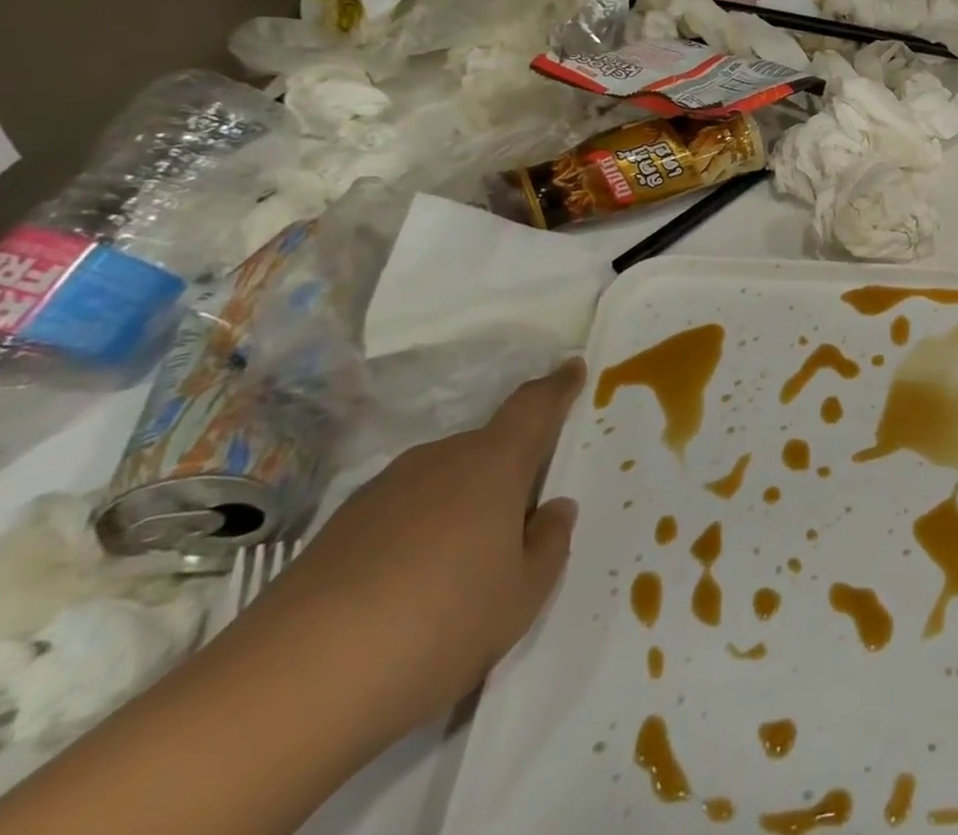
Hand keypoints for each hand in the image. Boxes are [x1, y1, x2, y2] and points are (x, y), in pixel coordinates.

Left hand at [226, 359, 585, 745]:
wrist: (286, 691)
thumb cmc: (438, 625)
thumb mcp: (523, 595)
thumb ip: (550, 543)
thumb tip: (552, 509)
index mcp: (493, 464)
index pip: (534, 406)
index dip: (557, 386)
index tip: (571, 366)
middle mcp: (438, 461)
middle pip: (486, 448)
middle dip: (508, 469)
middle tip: (520, 518)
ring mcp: (381, 493)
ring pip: (441, 481)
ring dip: (461, 505)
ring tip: (463, 565)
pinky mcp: (335, 532)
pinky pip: (400, 513)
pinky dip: (417, 533)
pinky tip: (409, 590)